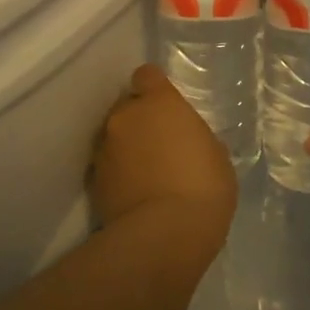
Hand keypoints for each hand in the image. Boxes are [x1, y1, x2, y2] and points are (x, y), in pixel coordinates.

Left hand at [91, 65, 236, 251]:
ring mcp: (104, 148)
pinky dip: (118, 174)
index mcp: (160, 103)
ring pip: (114, 137)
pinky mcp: (93, 180)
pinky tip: (135, 193)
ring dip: (127, 148)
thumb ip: (195, 139)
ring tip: (147, 174)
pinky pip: (107, 166)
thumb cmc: (204, 187)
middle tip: (159, 145)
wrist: (165, 233)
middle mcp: (125, 117)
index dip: (155, 88)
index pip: (147, 75)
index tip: (165, 105)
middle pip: (128, 107)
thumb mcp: (215, 156)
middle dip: (140, 120)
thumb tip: (188, 144)